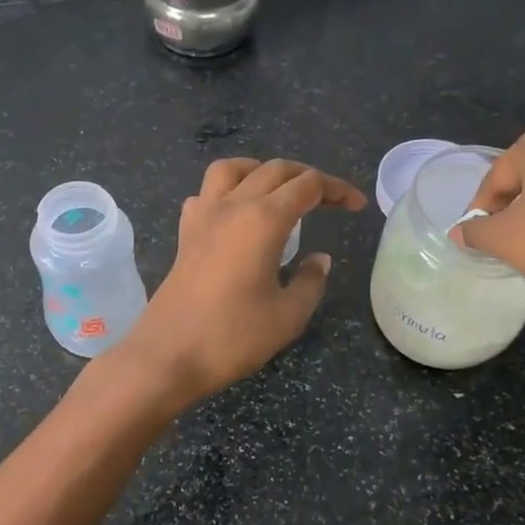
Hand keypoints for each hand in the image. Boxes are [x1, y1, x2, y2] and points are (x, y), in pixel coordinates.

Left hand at [120, 158, 366, 406]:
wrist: (168, 355)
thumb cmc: (233, 337)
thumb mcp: (288, 315)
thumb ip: (310, 281)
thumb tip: (319, 259)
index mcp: (263, 220)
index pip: (308, 185)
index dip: (337, 189)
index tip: (356, 206)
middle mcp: (232, 206)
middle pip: (274, 169)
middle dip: (307, 176)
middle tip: (330, 200)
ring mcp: (203, 217)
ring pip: (232, 169)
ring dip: (261, 170)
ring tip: (279, 190)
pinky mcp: (184, 235)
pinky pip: (205, 194)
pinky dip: (225, 192)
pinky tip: (235, 215)